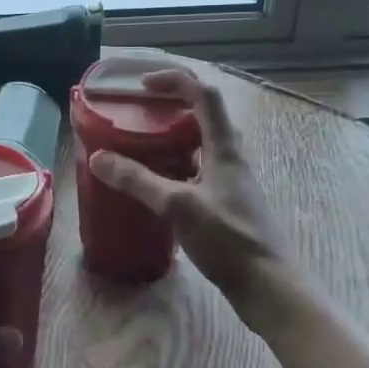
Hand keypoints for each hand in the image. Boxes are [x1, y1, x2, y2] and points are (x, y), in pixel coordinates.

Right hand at [88, 68, 290, 307]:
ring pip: (203, 145)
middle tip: (143, 110)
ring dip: (176, 136)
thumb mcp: (177, 206)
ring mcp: (231, 182)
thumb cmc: (228, 239)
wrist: (269, 286)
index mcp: (224, 149)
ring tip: (145, 143)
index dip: (176, 81)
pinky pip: (200, 170)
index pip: (204, 96)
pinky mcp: (228, 204)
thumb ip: (137, 181)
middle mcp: (231, 158)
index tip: (144, 84)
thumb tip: (98, 158)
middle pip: (206, 116)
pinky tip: (158, 184)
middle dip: (175, 104)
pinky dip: (178, 166)